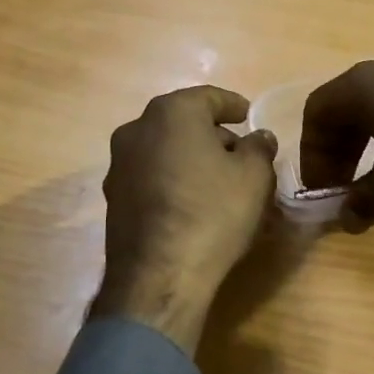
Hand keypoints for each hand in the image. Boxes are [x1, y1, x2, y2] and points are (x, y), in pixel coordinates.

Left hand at [89, 86, 278, 354]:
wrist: (159, 276)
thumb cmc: (213, 213)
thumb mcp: (254, 176)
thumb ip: (259, 147)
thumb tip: (258, 137)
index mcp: (172, 112)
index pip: (209, 97)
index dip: (234, 105)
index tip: (249, 116)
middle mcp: (137, 129)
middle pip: (183, 122)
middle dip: (213, 135)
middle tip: (240, 155)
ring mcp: (119, 165)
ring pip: (165, 150)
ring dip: (191, 159)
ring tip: (218, 183)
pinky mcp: (114, 198)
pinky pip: (152, 177)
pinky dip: (173, 181)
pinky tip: (193, 204)